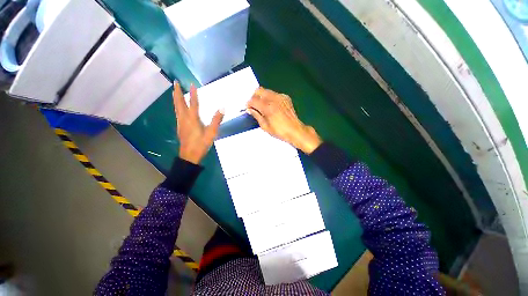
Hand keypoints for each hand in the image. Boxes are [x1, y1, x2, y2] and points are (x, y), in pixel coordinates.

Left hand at [173, 83, 223, 163]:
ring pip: (177, 108)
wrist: (189, 155)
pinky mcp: (180, 127)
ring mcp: (181, 123)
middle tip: (175, 82)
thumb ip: (216, 120)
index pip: (193, 104)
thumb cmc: (201, 144)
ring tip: (174, 91)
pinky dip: (176, 106)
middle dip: (178, 92)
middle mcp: (184, 119)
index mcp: (192, 119)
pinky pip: (177, 113)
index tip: (192, 84)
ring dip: (176, 98)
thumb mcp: (211, 133)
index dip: (193, 94)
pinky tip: (178, 107)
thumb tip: (222, 108)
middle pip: (180, 103)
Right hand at [246, 87, 321, 153]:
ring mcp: (281, 97)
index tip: (248, 108)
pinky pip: (275, 94)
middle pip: (259, 90)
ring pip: (267, 91)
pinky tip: (271, 106)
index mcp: (267, 107)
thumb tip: (250, 110)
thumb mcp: (265, 126)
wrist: (295, 130)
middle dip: (254, 97)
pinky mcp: (286, 98)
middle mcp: (274, 99)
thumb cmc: (280, 131)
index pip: (253, 100)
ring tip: (262, 106)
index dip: (248, 104)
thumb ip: (256, 116)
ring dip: (262, 96)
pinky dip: (270, 98)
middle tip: (254, 105)